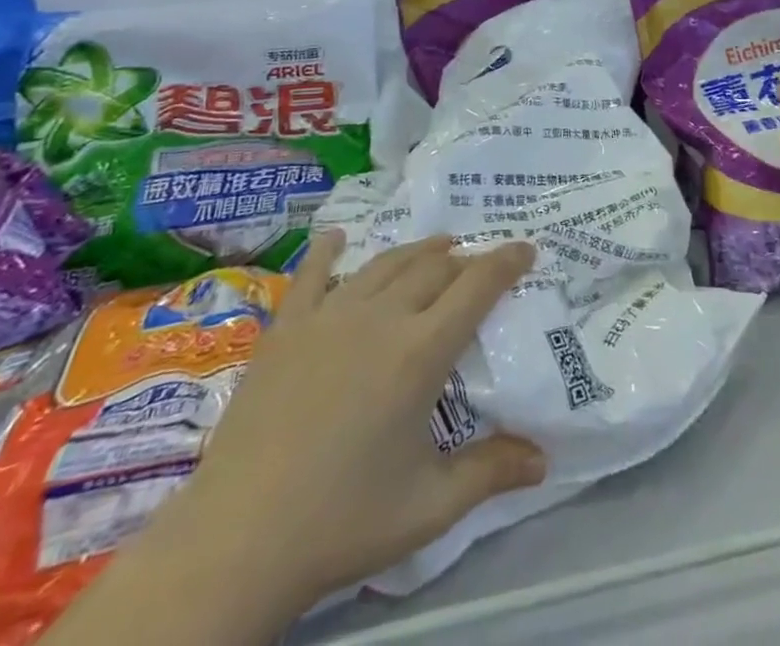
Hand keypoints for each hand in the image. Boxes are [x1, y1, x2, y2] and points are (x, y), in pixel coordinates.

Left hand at [175, 235, 546, 614]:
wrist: (236, 542)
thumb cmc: (342, 522)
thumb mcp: (429, 506)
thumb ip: (489, 472)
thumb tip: (543, 462)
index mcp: (420, 351)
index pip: (477, 286)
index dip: (507, 261)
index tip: (527, 248)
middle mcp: (380, 317)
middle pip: (434, 266)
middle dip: (466, 259)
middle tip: (481, 266)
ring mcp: (329, 316)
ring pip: (385, 263)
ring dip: (418, 250)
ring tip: (438, 248)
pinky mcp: (286, 329)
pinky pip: (312, 275)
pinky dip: (327, 251)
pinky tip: (336, 237)